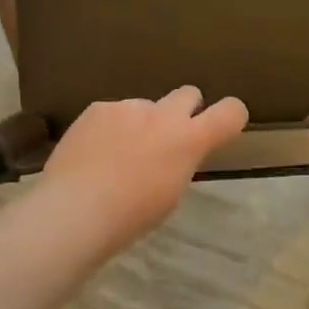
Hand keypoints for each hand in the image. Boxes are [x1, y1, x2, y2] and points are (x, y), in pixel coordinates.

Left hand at [40, 86, 248, 250]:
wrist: (76, 207)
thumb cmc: (131, 215)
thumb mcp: (170, 194)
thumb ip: (180, 162)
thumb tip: (175, 152)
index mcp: (189, 140)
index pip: (230, 112)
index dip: (231, 115)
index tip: (222, 126)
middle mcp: (163, 114)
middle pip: (189, 93)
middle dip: (184, 110)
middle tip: (166, 138)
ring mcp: (128, 106)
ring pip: (144, 106)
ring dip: (140, 124)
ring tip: (116, 155)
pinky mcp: (98, 107)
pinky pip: (113, 113)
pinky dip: (109, 128)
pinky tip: (93, 153)